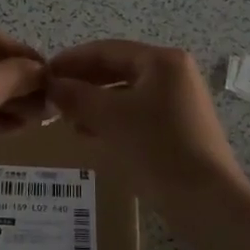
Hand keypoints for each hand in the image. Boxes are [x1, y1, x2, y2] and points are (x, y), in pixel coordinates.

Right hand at [45, 41, 243, 200]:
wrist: (206, 200)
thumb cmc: (156, 148)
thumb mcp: (110, 118)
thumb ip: (76, 96)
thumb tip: (52, 84)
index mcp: (161, 61)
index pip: (106, 50)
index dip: (72, 60)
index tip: (43, 73)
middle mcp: (174, 73)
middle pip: (118, 69)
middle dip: (83, 82)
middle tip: (52, 96)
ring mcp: (179, 101)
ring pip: (127, 93)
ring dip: (95, 102)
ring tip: (66, 117)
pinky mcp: (180, 127)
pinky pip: (137, 113)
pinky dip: (113, 119)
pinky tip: (91, 133)